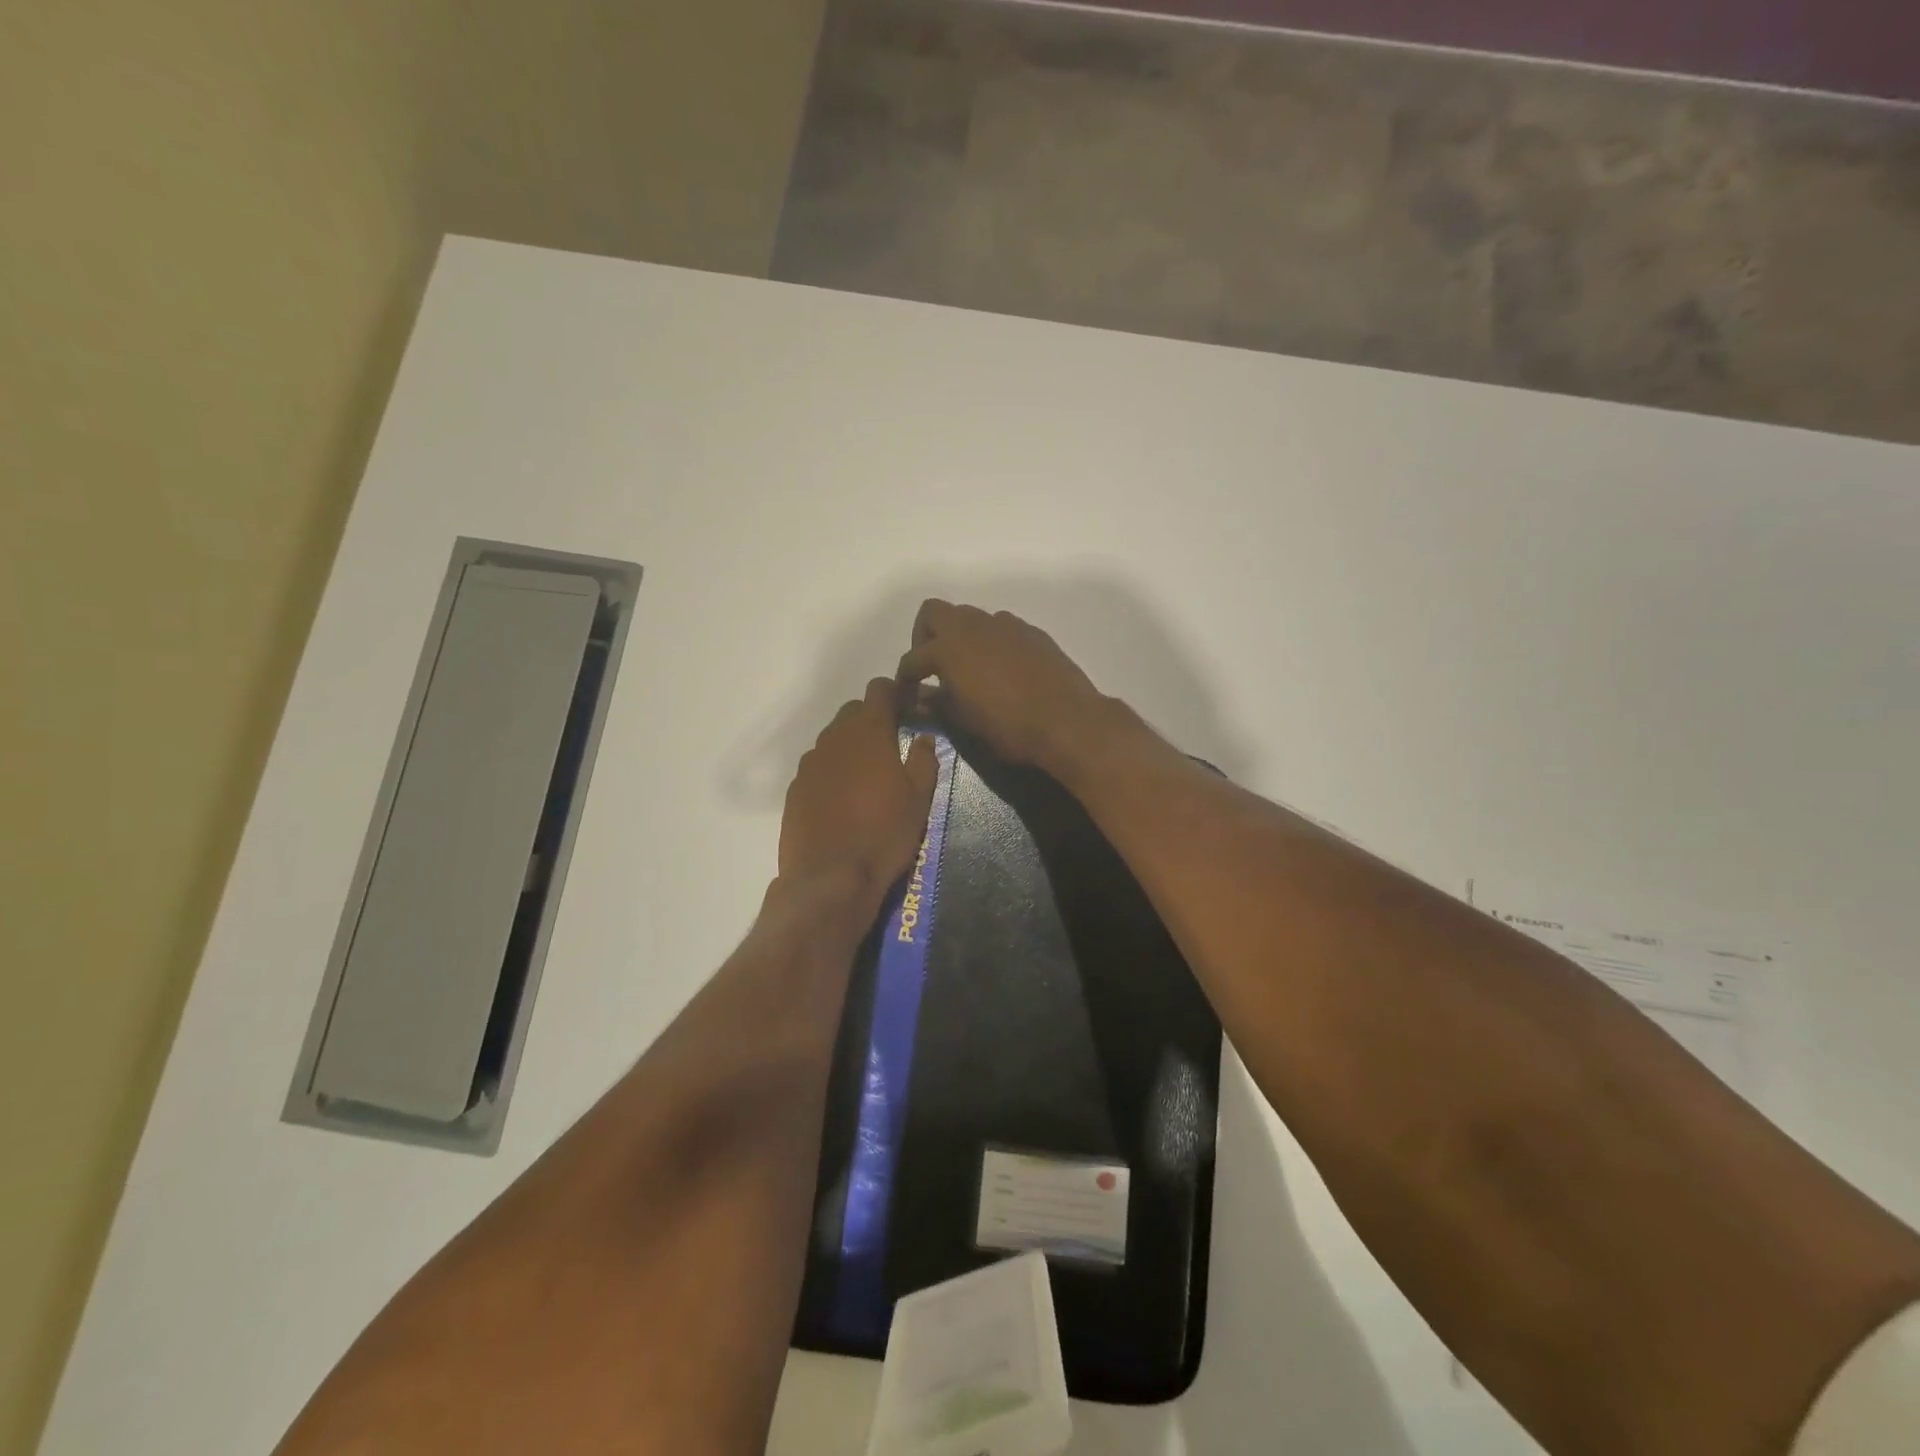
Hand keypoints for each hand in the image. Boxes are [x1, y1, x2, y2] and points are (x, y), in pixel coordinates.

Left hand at [779, 677, 938, 907]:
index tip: (908, 706)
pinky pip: (817, 766)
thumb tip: (924, 736)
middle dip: (872, 718)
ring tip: (867, 775)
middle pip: (853, 712)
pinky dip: (832, 771)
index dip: (895, 692)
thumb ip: (924, 759)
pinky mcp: (795, 788)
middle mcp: (834, 738)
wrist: (830, 877)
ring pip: (832, 739)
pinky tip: (842, 798)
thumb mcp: (919, 798)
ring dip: (850, 746)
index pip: (879, 690)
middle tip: (891, 744)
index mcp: (869, 732)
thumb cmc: (884, 833)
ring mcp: (810, 763)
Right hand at [896, 601, 1106, 770]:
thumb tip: (920, 698)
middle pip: (934, 613)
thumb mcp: (964, 721)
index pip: (913, 658)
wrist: (1068, 720)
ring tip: (967, 669)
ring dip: (960, 637)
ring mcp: (1005, 625)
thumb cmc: (1008, 726)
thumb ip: (938, 704)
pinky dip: (990, 642)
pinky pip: (1000, 628)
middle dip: (925, 636)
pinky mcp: (1031, 632)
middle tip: (931, 667)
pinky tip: (1000, 670)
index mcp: (948, 647)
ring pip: (970, 617)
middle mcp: (973, 626)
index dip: (904, 678)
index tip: (906, 695)